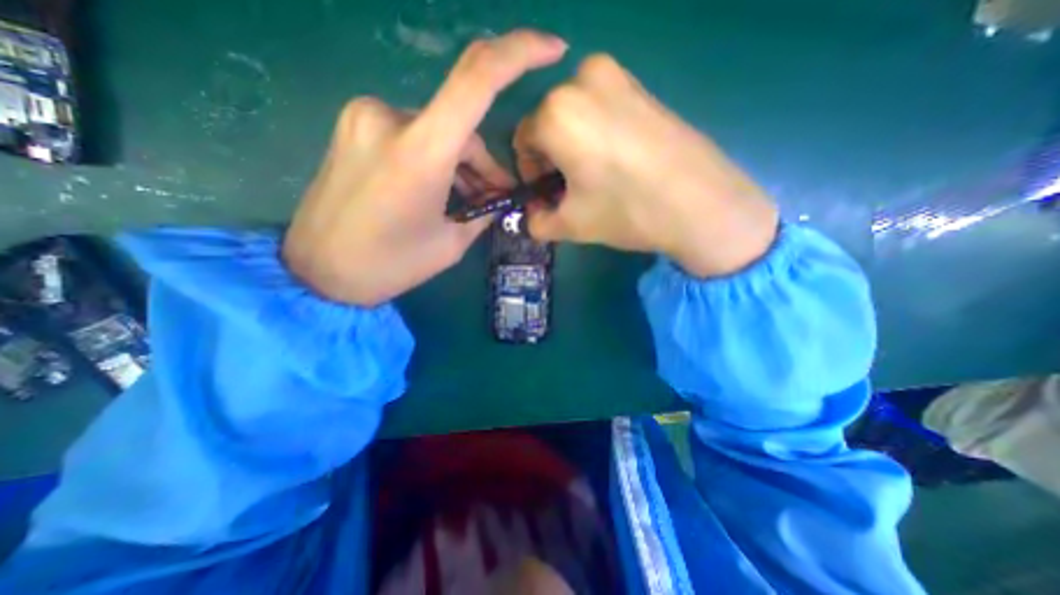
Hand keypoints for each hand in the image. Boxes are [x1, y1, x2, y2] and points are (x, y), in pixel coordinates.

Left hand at [278, 30, 562, 305]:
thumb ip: (481, 212)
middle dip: (485, 162)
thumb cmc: (389, 265)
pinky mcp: (356, 128)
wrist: (317, 273)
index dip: (520, 52)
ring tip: (469, 202)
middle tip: (497, 198)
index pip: (477, 78)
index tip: (552, 49)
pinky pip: (414, 135)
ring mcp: (367, 119)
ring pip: (439, 131)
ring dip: (461, 164)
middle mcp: (390, 118)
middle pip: (461, 125)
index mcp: (420, 152)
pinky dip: (436, 159)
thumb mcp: (450, 244)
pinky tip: (439, 191)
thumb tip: (497, 196)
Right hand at [515, 53, 776, 275]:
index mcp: (557, 112)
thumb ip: (536, 222)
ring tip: (594, 178)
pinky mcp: (642, 86)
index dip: (530, 172)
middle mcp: (582, 80)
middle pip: (548, 125)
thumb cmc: (626, 211)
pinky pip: (600, 109)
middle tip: (570, 190)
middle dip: (551, 159)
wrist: (701, 203)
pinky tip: (616, 162)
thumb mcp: (570, 225)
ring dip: (573, 147)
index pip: (523, 141)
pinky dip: (596, 134)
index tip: (547, 195)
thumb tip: (531, 216)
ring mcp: (618, 77)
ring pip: (574, 116)